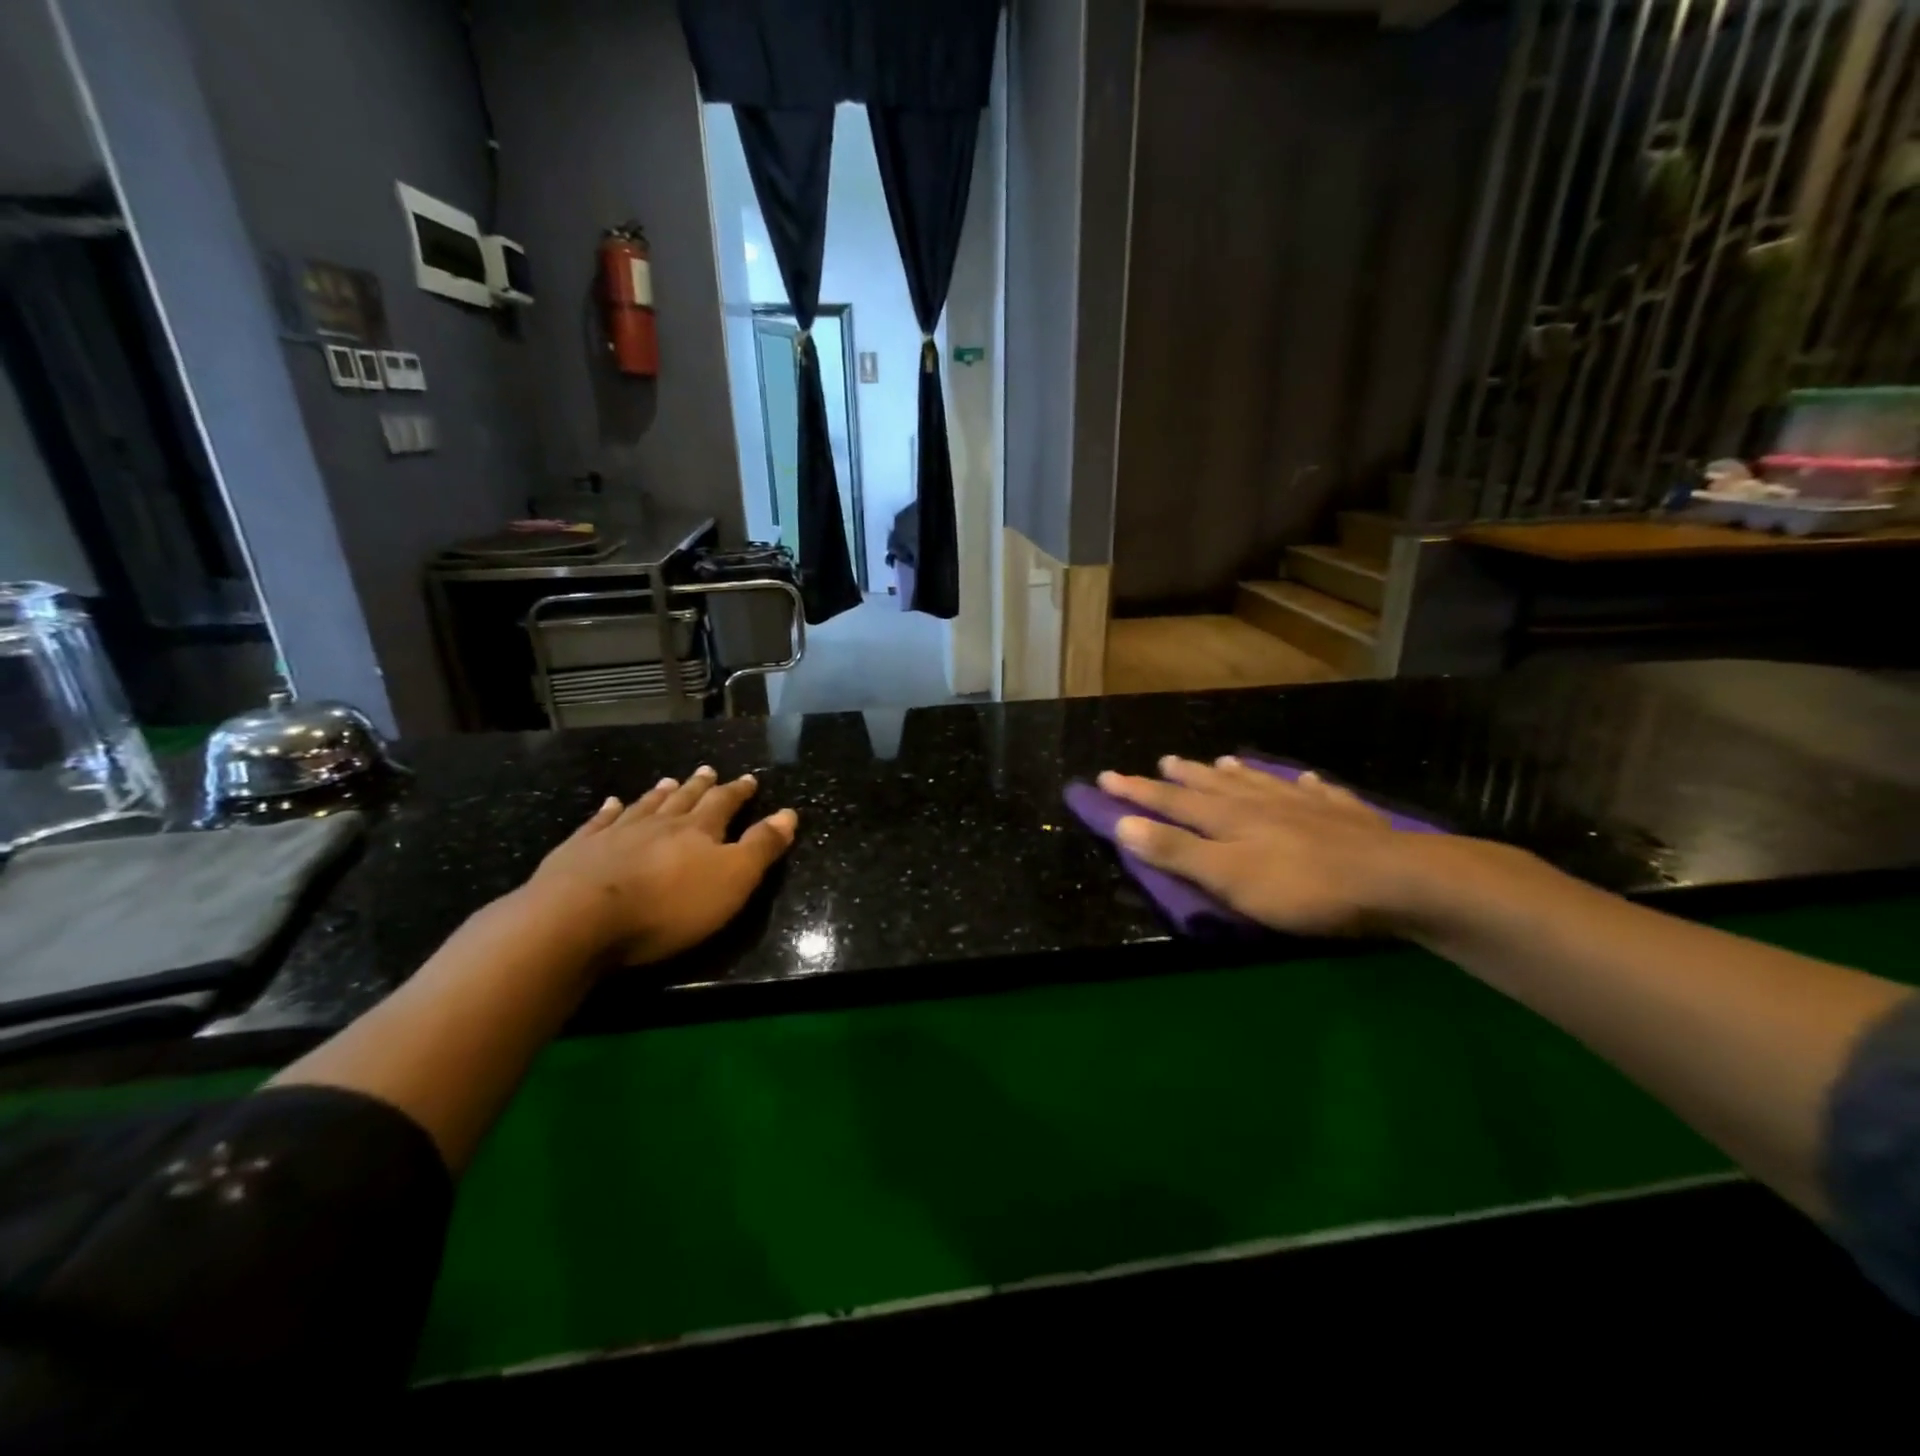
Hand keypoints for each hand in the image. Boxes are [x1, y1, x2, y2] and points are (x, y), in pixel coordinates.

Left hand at [520, 766, 797, 963]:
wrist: (579, 919)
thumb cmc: (668, 906)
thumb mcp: (732, 880)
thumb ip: (761, 847)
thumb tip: (789, 813)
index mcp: (698, 831)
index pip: (724, 803)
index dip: (738, 791)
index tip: (749, 779)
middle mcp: (659, 823)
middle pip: (684, 800)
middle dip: (700, 786)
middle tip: (708, 770)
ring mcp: (616, 834)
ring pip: (644, 806)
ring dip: (660, 794)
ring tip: (669, 781)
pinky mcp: (579, 850)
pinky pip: (598, 822)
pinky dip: (608, 811)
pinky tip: (611, 804)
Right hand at [1098, 755, 1457, 937]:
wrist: (1396, 881)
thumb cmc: (1303, 887)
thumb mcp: (1229, 877)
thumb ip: (1177, 852)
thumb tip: (1122, 823)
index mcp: (1228, 819)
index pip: (1171, 802)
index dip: (1136, 791)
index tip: (1105, 777)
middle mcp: (1261, 803)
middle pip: (1214, 786)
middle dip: (1183, 777)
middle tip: (1163, 762)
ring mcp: (1305, 806)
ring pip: (1260, 783)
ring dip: (1236, 773)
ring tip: (1222, 761)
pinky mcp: (1345, 817)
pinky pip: (1318, 793)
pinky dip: (1305, 785)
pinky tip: (1307, 780)